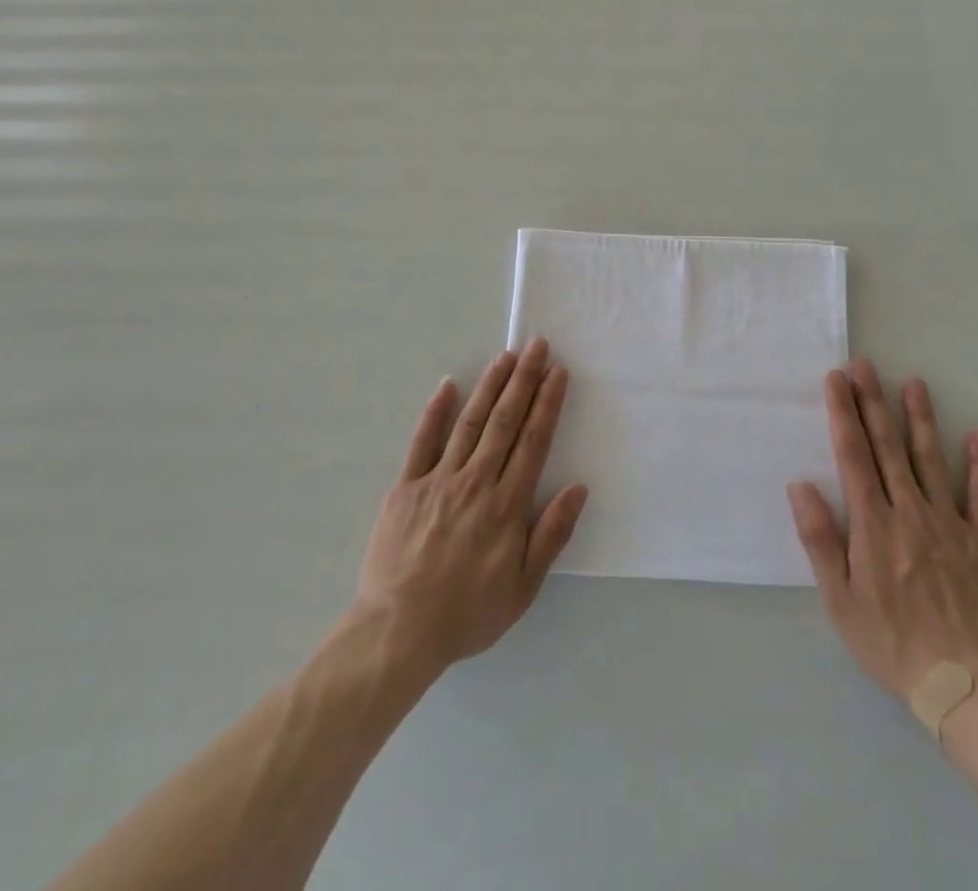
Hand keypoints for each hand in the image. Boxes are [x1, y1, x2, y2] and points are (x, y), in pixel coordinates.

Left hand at [355, 338, 588, 674]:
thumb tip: (578, 488)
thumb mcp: (523, 588)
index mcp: (507, 505)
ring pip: (470, 422)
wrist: (398, 632)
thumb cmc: (468, 613)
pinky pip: (422, 442)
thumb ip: (552, 534)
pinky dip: (435, 412)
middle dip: (524, 380)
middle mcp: (476, 482)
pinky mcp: (406, 486)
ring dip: (490, 386)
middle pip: (505, 421)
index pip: (533, 442)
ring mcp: (438, 480)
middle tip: (537, 346)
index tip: (558, 372)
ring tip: (505, 356)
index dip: (547, 404)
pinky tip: (448, 386)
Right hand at [788, 361, 977, 705]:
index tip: (836, 379)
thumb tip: (800, 485)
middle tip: (865, 364)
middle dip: (873, 401)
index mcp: (872, 522)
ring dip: (920, 419)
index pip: (853, 454)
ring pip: (930, 459)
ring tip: (914, 382)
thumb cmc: (889, 642)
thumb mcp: (839, 599)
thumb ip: (820, 539)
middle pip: (887, 446)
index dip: (842, 413)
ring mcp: (949, 524)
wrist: (963, 686)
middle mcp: (909, 511)